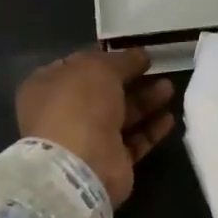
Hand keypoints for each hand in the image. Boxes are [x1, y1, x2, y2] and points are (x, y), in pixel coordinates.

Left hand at [15, 48, 174, 206]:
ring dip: (145, 101)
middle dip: (131, 79)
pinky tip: (169, 118)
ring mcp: (87, 140)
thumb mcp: (98, 68)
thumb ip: (122, 60)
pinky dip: (150, 129)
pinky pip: (134, 141)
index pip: (77, 66)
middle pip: (103, 92)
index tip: (133, 52)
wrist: (80, 165)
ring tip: (169, 88)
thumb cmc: (79, 105)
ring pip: (121, 116)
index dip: (105, 57)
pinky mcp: (110, 162)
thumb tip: (140, 55)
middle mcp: (65, 113)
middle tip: (158, 69)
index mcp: (48, 87)